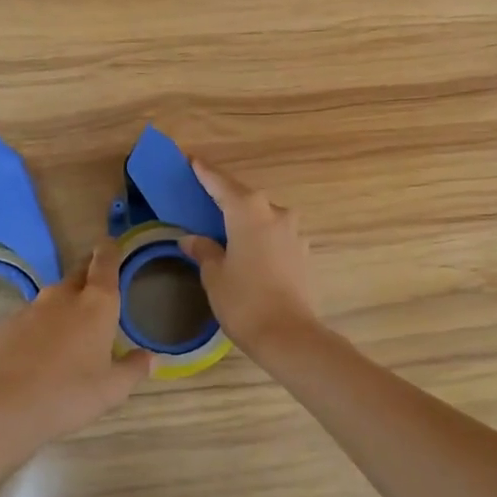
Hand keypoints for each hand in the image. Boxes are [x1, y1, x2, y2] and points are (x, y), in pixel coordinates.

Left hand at [0, 240, 152, 461]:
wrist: (3, 407)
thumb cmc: (69, 395)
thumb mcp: (112, 390)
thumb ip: (133, 369)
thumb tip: (151, 358)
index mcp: (96, 305)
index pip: (105, 264)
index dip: (109, 251)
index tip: (110, 244)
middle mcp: (62, 297)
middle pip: (77, 273)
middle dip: (87, 273)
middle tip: (95, 286)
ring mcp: (29, 309)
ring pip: (50, 299)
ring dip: (60, 307)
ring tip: (65, 332)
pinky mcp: (3, 325)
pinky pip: (25, 320)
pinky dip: (34, 330)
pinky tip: (32, 355)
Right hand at [179, 161, 321, 355]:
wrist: (289, 335)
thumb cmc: (244, 301)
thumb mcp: (214, 275)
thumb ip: (204, 251)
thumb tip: (192, 239)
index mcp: (249, 211)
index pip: (221, 184)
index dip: (206, 173)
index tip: (193, 161)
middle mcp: (275, 213)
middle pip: (246, 198)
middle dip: (226, 198)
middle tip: (206, 199)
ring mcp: (294, 233)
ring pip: (264, 217)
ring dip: (247, 220)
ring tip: (228, 232)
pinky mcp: (304, 253)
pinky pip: (276, 236)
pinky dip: (261, 238)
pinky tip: (250, 253)